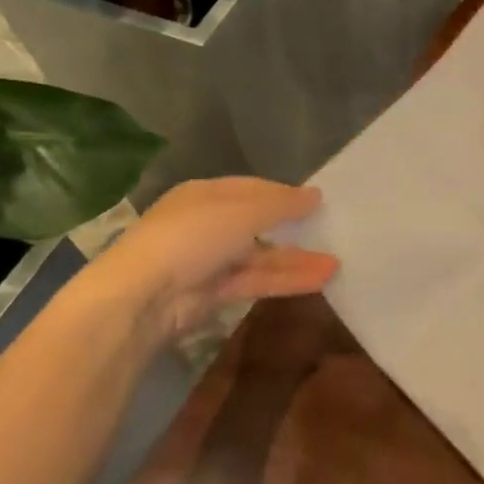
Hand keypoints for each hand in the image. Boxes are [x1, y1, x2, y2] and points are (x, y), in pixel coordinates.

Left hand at [82, 178, 337, 340]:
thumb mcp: (243, 211)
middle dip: (293, 229)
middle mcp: (207, 225)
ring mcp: (210, 261)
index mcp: (205, 194)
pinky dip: (286, 280)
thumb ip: (283, 204)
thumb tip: (316, 195)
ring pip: (261, 257)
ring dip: (296, 260)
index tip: (317, 201)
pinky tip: (319, 280)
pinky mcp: (215, 293)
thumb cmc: (194, 236)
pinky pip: (257, 282)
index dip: (284, 194)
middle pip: (258, 224)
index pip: (251, 189)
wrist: (147, 293)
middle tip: (329, 232)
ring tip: (336, 263)